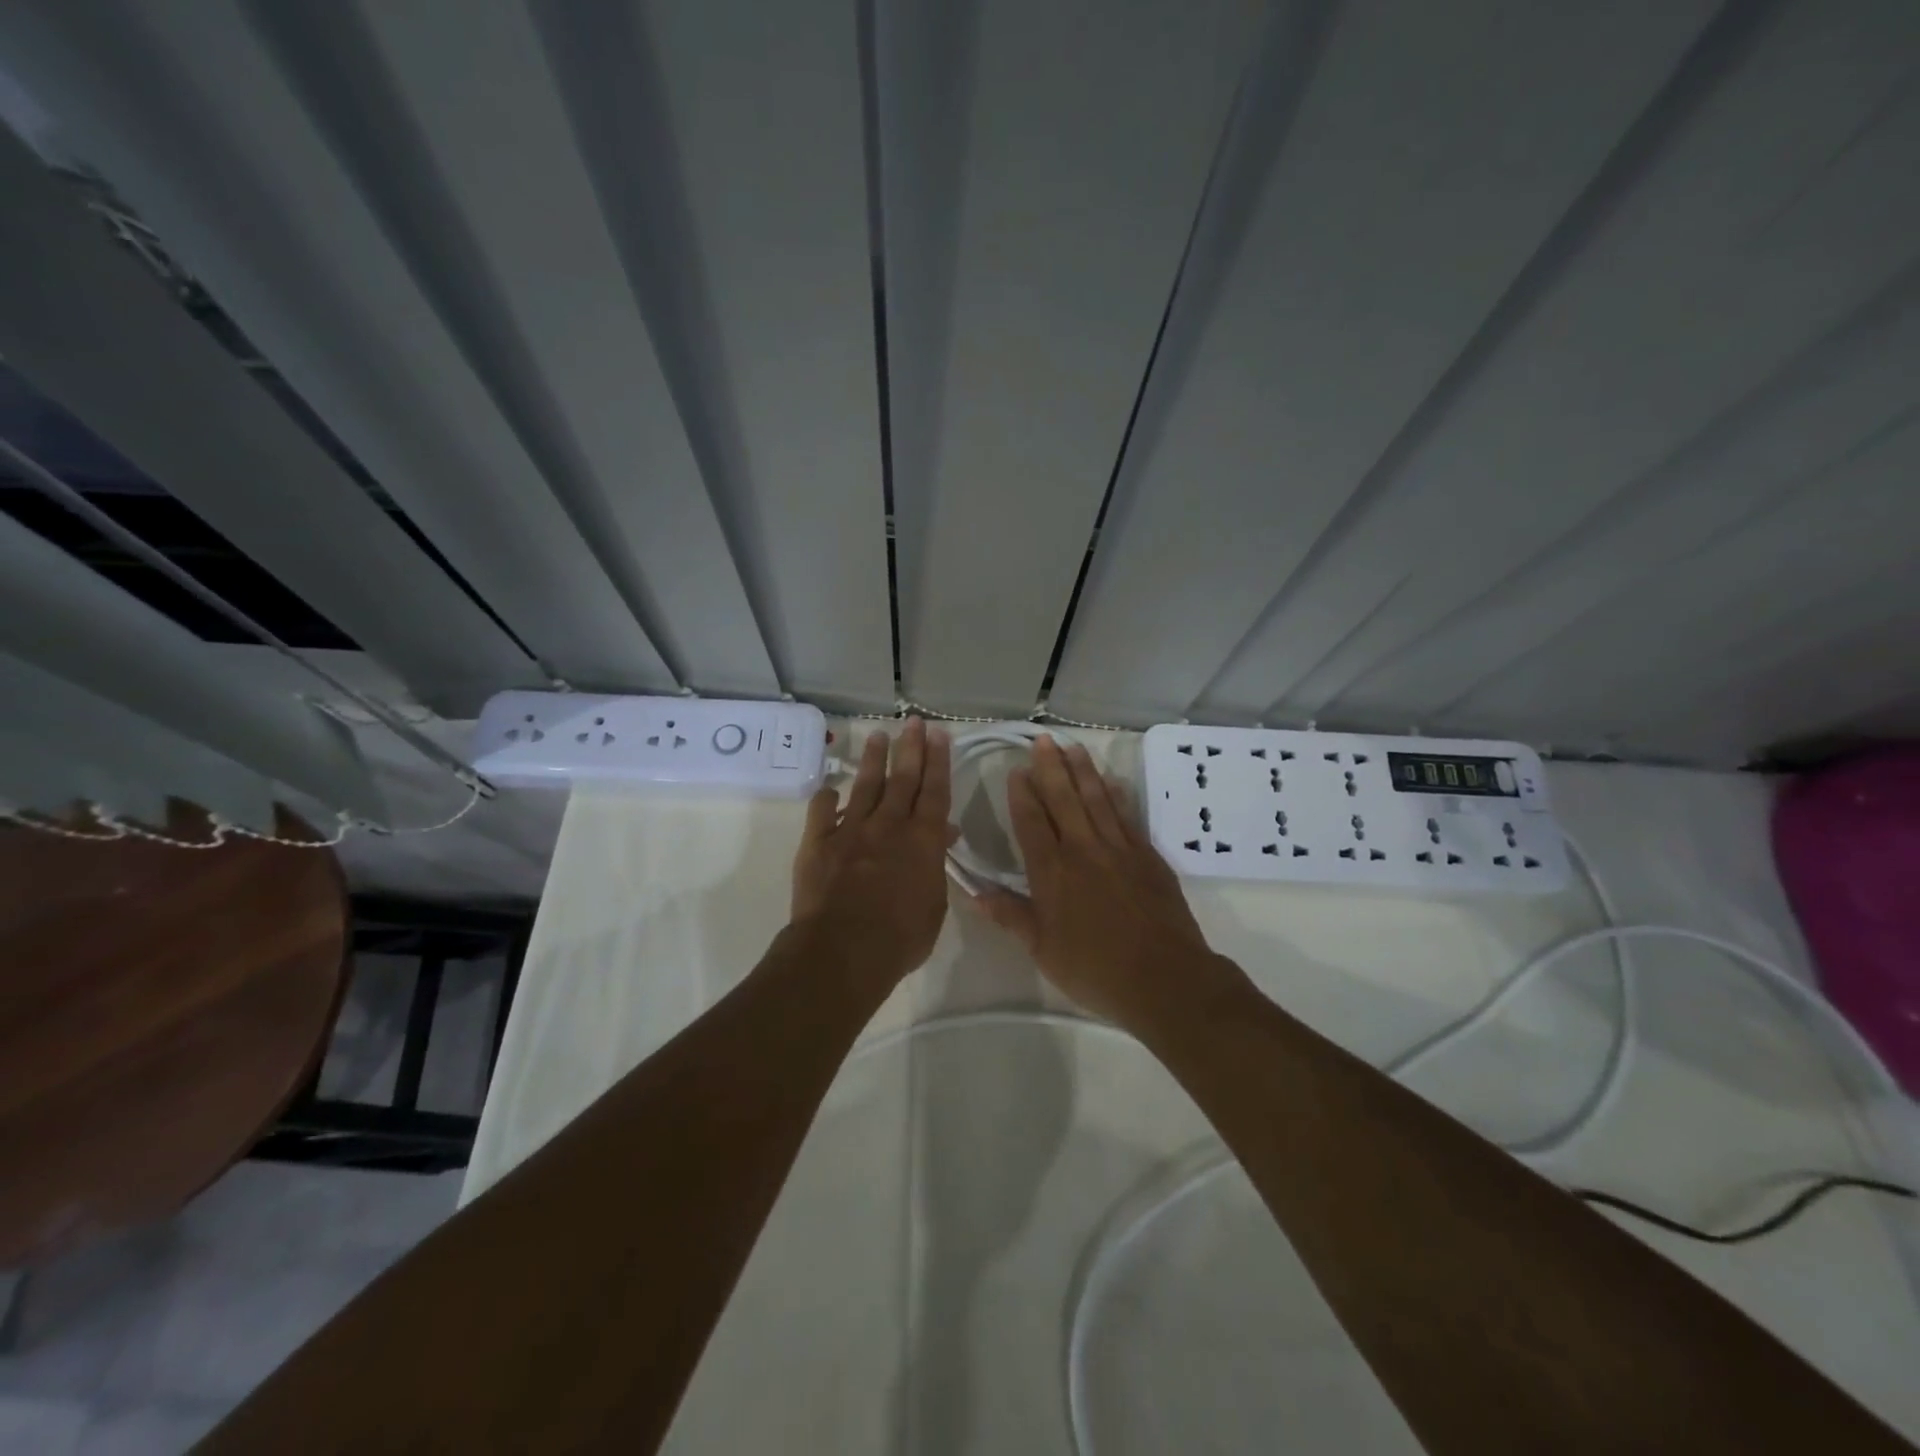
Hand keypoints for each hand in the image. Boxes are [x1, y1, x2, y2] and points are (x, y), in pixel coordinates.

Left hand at [791, 718, 953, 984]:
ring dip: (874, 760)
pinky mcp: (818, 843)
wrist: (843, 950)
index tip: (938, 734)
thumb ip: (936, 866)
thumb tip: (943, 835)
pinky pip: (821, 811)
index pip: (935, 792)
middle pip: (903, 779)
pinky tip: (829, 788)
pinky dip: (826, 797)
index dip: (938, 761)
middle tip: (913, 722)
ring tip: (878, 735)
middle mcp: (889, 825)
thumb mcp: (934, 906)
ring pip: (865, 786)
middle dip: (910, 747)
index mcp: (923, 840)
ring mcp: (850, 830)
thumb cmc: (900, 938)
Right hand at [970, 736, 1244, 1030]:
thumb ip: (1010, 915)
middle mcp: (1083, 850)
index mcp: (1052, 873)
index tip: (1016, 770)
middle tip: (1042, 740)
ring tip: (1073, 747)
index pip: (1031, 823)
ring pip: (1097, 800)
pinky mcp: (1148, 856)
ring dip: (1083, 771)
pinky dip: (1118, 795)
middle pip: (1064, 800)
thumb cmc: (1095, 969)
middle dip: (1051, 768)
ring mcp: (1119, 850)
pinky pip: (1128, 816)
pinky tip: (1112, 781)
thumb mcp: (1042, 949)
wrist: (1164, 978)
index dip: (1022, 795)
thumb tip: (974, 891)